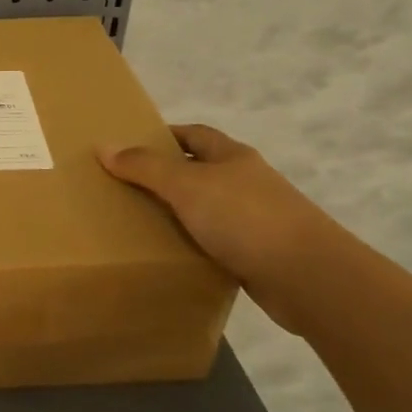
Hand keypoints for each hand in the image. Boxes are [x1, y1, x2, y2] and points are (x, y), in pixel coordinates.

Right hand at [99, 125, 344, 332]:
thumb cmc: (244, 217)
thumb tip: (104, 146)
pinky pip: (217, 241)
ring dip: (180, 212)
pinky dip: (195, 243)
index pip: (194, 134)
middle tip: (126, 186)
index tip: (131, 146)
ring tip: (141, 222)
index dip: (164, 136)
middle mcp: (246, 181)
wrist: (307, 276)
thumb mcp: (186, 185)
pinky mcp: (259, 253)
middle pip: (200, 170)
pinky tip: (174, 254)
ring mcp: (256, 218)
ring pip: (208, 207)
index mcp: (232, 156)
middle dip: (166, 175)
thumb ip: (144, 167)